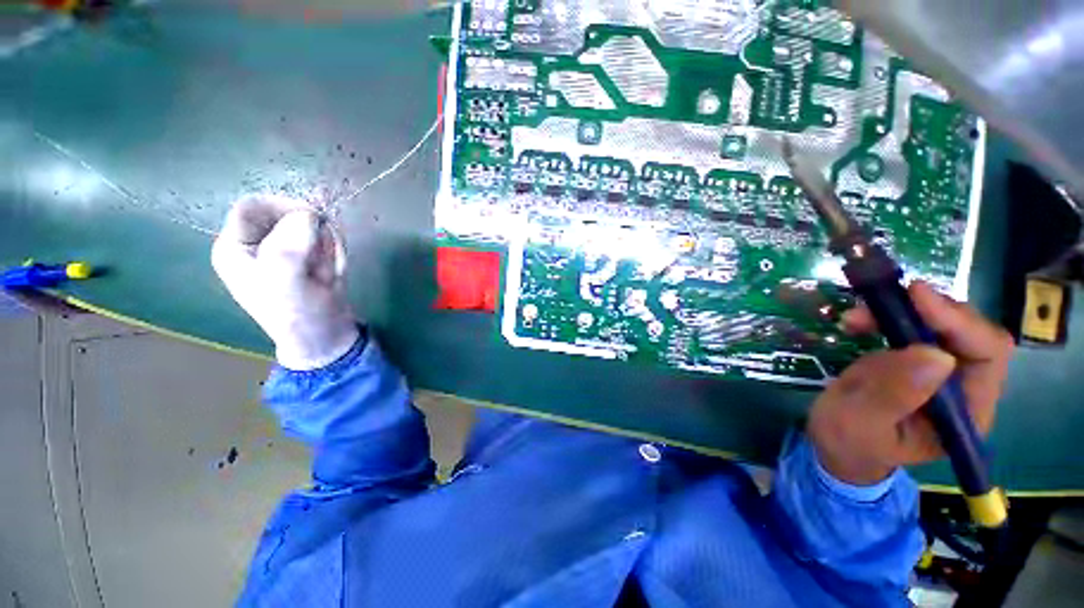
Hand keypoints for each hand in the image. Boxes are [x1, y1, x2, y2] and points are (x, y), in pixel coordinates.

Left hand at [211, 194, 358, 370]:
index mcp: (235, 247)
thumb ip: (289, 245)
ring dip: (328, 245)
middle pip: (287, 213)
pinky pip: (327, 238)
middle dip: (313, 233)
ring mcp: (284, 249)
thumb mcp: (285, 281)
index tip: (314, 222)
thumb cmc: (298, 313)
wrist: (326, 334)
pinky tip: (332, 272)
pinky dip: (336, 251)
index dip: (284, 208)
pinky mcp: (307, 255)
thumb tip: (309, 214)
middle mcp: (257, 243)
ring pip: (312, 225)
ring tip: (327, 272)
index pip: (254, 206)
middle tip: (322, 258)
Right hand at [807, 282, 1014, 485]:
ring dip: (900, 311)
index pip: (987, 355)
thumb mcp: (862, 424)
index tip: (916, 296)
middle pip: (968, 332)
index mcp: (966, 414)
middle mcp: (966, 388)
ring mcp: (942, 372)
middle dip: (926, 311)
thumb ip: (895, 396)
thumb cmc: (848, 442)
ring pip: (940, 323)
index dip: (959, 321)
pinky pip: (913, 326)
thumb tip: (936, 355)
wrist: (835, 443)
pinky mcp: (916, 359)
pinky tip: (859, 322)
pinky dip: (887, 315)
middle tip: (879, 302)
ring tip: (857, 317)